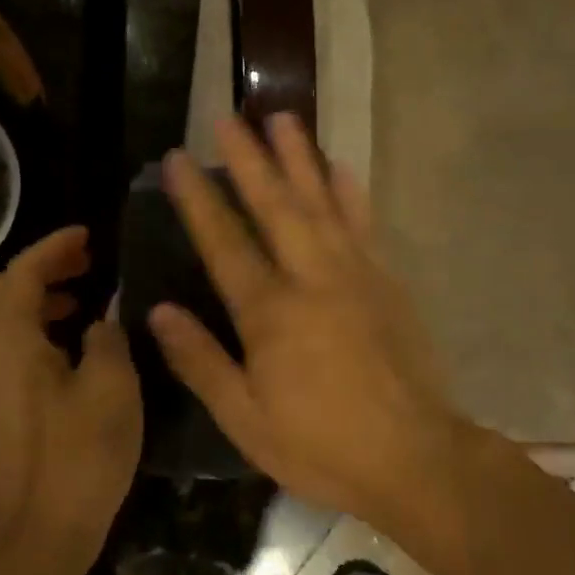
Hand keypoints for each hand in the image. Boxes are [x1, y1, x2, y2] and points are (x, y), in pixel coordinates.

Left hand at [0, 227, 141, 552]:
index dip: (54, 247)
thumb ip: (107, 337)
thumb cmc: (78, 454)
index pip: (22, 272)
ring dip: (38, 300)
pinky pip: (6, 349)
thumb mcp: (111, 386)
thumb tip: (102, 318)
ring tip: (83, 300)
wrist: (35, 536)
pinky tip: (70, 348)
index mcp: (8, 339)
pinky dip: (34, 330)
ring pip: (2, 321)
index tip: (88, 235)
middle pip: (4, 292)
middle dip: (43, 269)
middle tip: (87, 263)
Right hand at [149, 115, 472, 535]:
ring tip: (283, 118)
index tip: (179, 158)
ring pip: (322, 202)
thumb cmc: (322, 446)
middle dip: (249, 158)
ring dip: (300, 157)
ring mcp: (355, 274)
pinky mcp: (387, 281)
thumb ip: (201, 361)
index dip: (198, 198)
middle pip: (275, 205)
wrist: (415, 458)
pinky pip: (365, 224)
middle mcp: (312, 278)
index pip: (224, 242)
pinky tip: (340, 166)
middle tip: (230, 116)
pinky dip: (350, 191)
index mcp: (270, 313)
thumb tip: (159, 312)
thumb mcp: (246, 420)